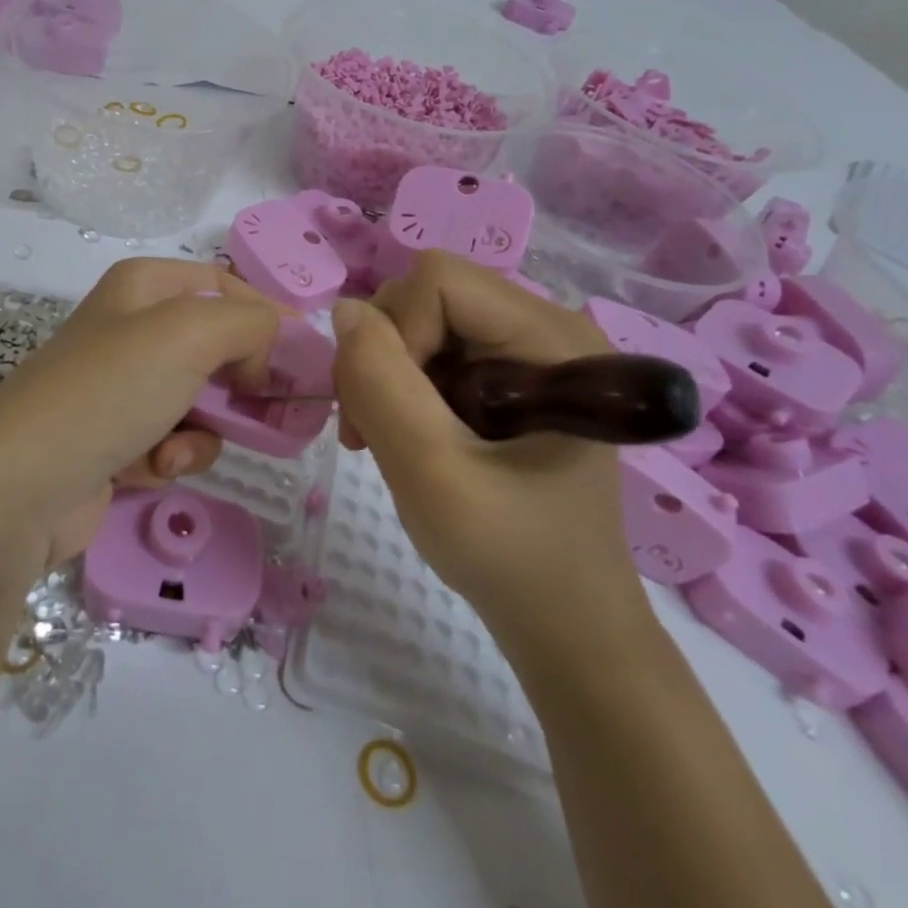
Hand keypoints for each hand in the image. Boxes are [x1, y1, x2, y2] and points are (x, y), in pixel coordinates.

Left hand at [0, 258, 282, 569]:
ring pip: (202, 400)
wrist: (21, 486)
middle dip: (242, 383)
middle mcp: (131, 328)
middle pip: (217, 345)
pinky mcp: (116, 438)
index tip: (302, 358)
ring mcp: (122, 386)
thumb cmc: (110, 390)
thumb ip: (250, 322)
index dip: (267, 317)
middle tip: (274, 414)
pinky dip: (174, 456)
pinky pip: (173, 440)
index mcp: (144, 286)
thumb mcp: (190, 333)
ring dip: (205, 430)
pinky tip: (154, 470)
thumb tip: (269, 346)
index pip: (225, 285)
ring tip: (178, 449)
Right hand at [332, 252, 650, 658]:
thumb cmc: (511, 558)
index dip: (396, 332)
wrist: (564, 626)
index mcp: (553, 339)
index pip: (440, 281)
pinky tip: (403, 434)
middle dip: (384, 355)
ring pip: (419, 320)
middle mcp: (545, 328)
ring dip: (384, 374)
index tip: (392, 409)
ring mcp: (527, 350)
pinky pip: (430, 348)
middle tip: (370, 430)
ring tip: (382, 439)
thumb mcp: (433, 474)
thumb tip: (343, 311)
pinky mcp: (508, 374)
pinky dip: (399, 386)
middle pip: (427, 295)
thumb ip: (381, 385)